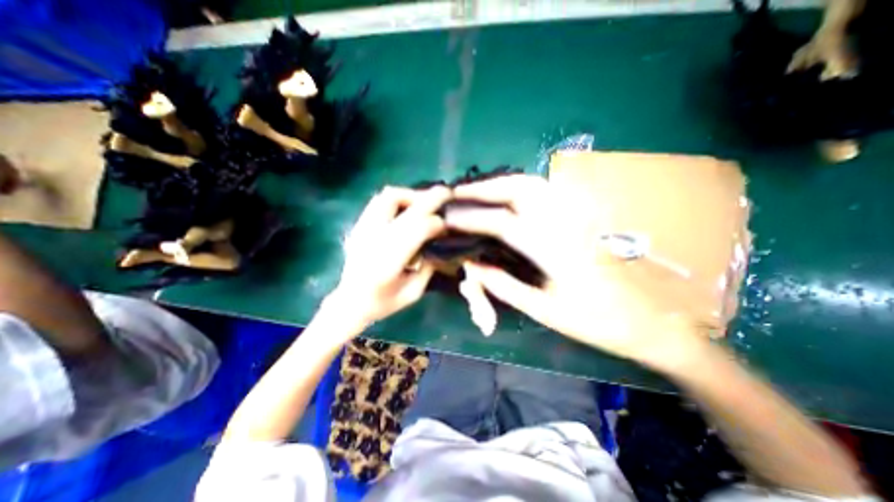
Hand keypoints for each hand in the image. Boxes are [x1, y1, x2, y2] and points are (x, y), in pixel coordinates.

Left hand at [327, 185, 450, 328]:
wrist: (349, 302)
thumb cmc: (383, 302)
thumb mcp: (413, 292)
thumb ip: (429, 267)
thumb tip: (439, 242)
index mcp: (388, 262)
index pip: (417, 229)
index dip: (436, 223)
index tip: (446, 226)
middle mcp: (374, 239)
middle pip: (404, 207)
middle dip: (429, 198)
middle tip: (446, 193)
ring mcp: (363, 229)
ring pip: (388, 197)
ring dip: (410, 195)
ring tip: (424, 202)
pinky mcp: (359, 226)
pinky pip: (379, 201)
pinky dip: (397, 199)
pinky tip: (407, 207)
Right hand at [446, 174, 704, 369]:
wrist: (649, 320)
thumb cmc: (595, 321)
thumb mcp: (544, 310)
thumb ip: (504, 286)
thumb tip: (472, 267)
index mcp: (553, 248)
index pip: (501, 222)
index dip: (471, 218)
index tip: (448, 216)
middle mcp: (563, 222)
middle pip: (518, 189)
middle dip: (484, 188)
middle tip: (458, 194)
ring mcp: (575, 214)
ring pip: (532, 185)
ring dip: (500, 183)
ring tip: (477, 192)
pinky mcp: (581, 216)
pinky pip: (543, 192)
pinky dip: (518, 188)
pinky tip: (506, 197)